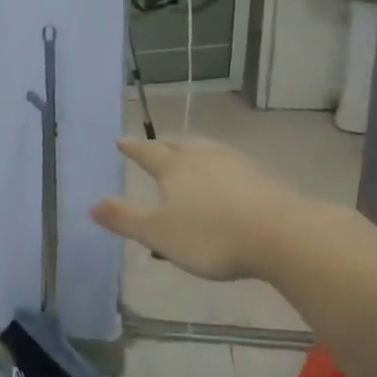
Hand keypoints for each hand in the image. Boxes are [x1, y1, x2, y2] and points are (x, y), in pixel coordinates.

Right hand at [90, 136, 332, 282]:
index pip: (146, 152)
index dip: (132, 148)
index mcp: (174, 166)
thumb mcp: (159, 233)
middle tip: (155, 149)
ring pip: (207, 151)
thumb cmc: (212, 235)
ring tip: (189, 162)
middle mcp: (203, 155)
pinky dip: (220, 171)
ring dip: (194, 154)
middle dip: (164, 146)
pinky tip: (227, 184)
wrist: (285, 235)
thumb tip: (91, 204)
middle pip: (179, 144)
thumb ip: (124, 218)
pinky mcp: (263, 177)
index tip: (121, 141)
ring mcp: (236, 163)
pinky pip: (231, 167)